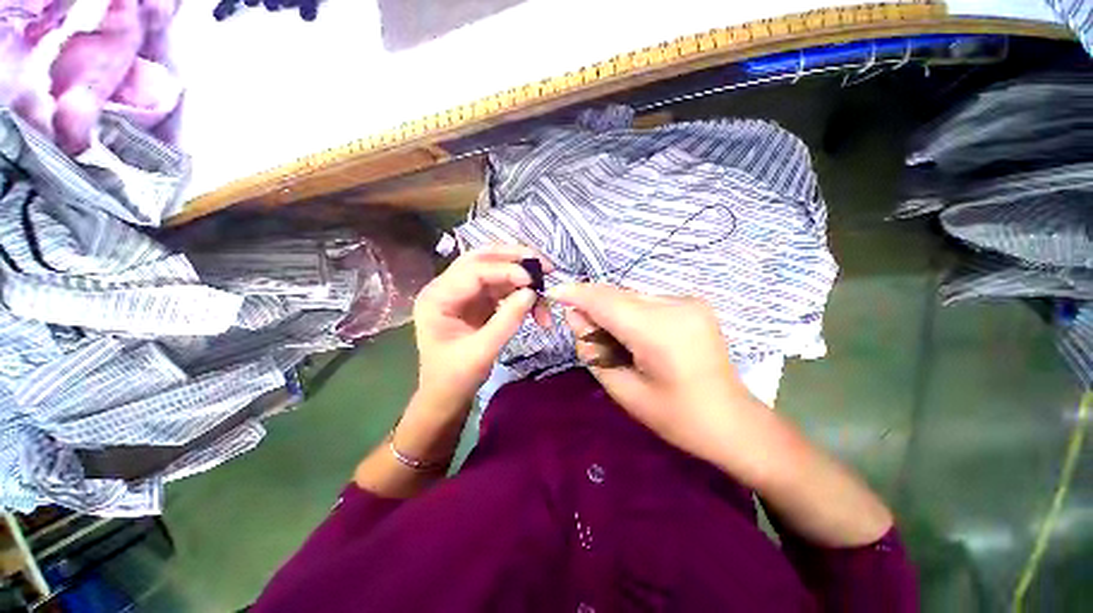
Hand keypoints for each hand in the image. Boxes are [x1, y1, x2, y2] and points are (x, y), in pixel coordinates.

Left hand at [412, 246, 551, 414]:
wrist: (444, 400)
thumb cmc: (454, 379)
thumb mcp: (481, 352)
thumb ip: (506, 320)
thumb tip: (532, 292)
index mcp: (436, 297)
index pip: (473, 270)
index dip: (505, 270)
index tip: (534, 281)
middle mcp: (445, 287)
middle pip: (482, 259)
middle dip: (515, 259)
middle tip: (546, 266)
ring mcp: (460, 293)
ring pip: (493, 270)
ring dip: (520, 277)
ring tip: (545, 290)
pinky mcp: (473, 303)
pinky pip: (499, 287)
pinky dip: (518, 292)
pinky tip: (534, 304)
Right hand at [548, 283, 759, 464]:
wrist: (729, 420)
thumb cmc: (677, 418)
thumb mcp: (627, 392)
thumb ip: (595, 352)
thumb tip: (576, 319)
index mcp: (659, 331)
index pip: (606, 300)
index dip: (577, 294)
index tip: (553, 294)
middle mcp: (677, 305)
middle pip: (621, 294)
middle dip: (596, 307)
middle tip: (585, 335)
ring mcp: (691, 302)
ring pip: (637, 296)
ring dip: (618, 311)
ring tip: (616, 344)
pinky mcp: (698, 305)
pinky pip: (655, 301)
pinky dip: (638, 314)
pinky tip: (639, 340)